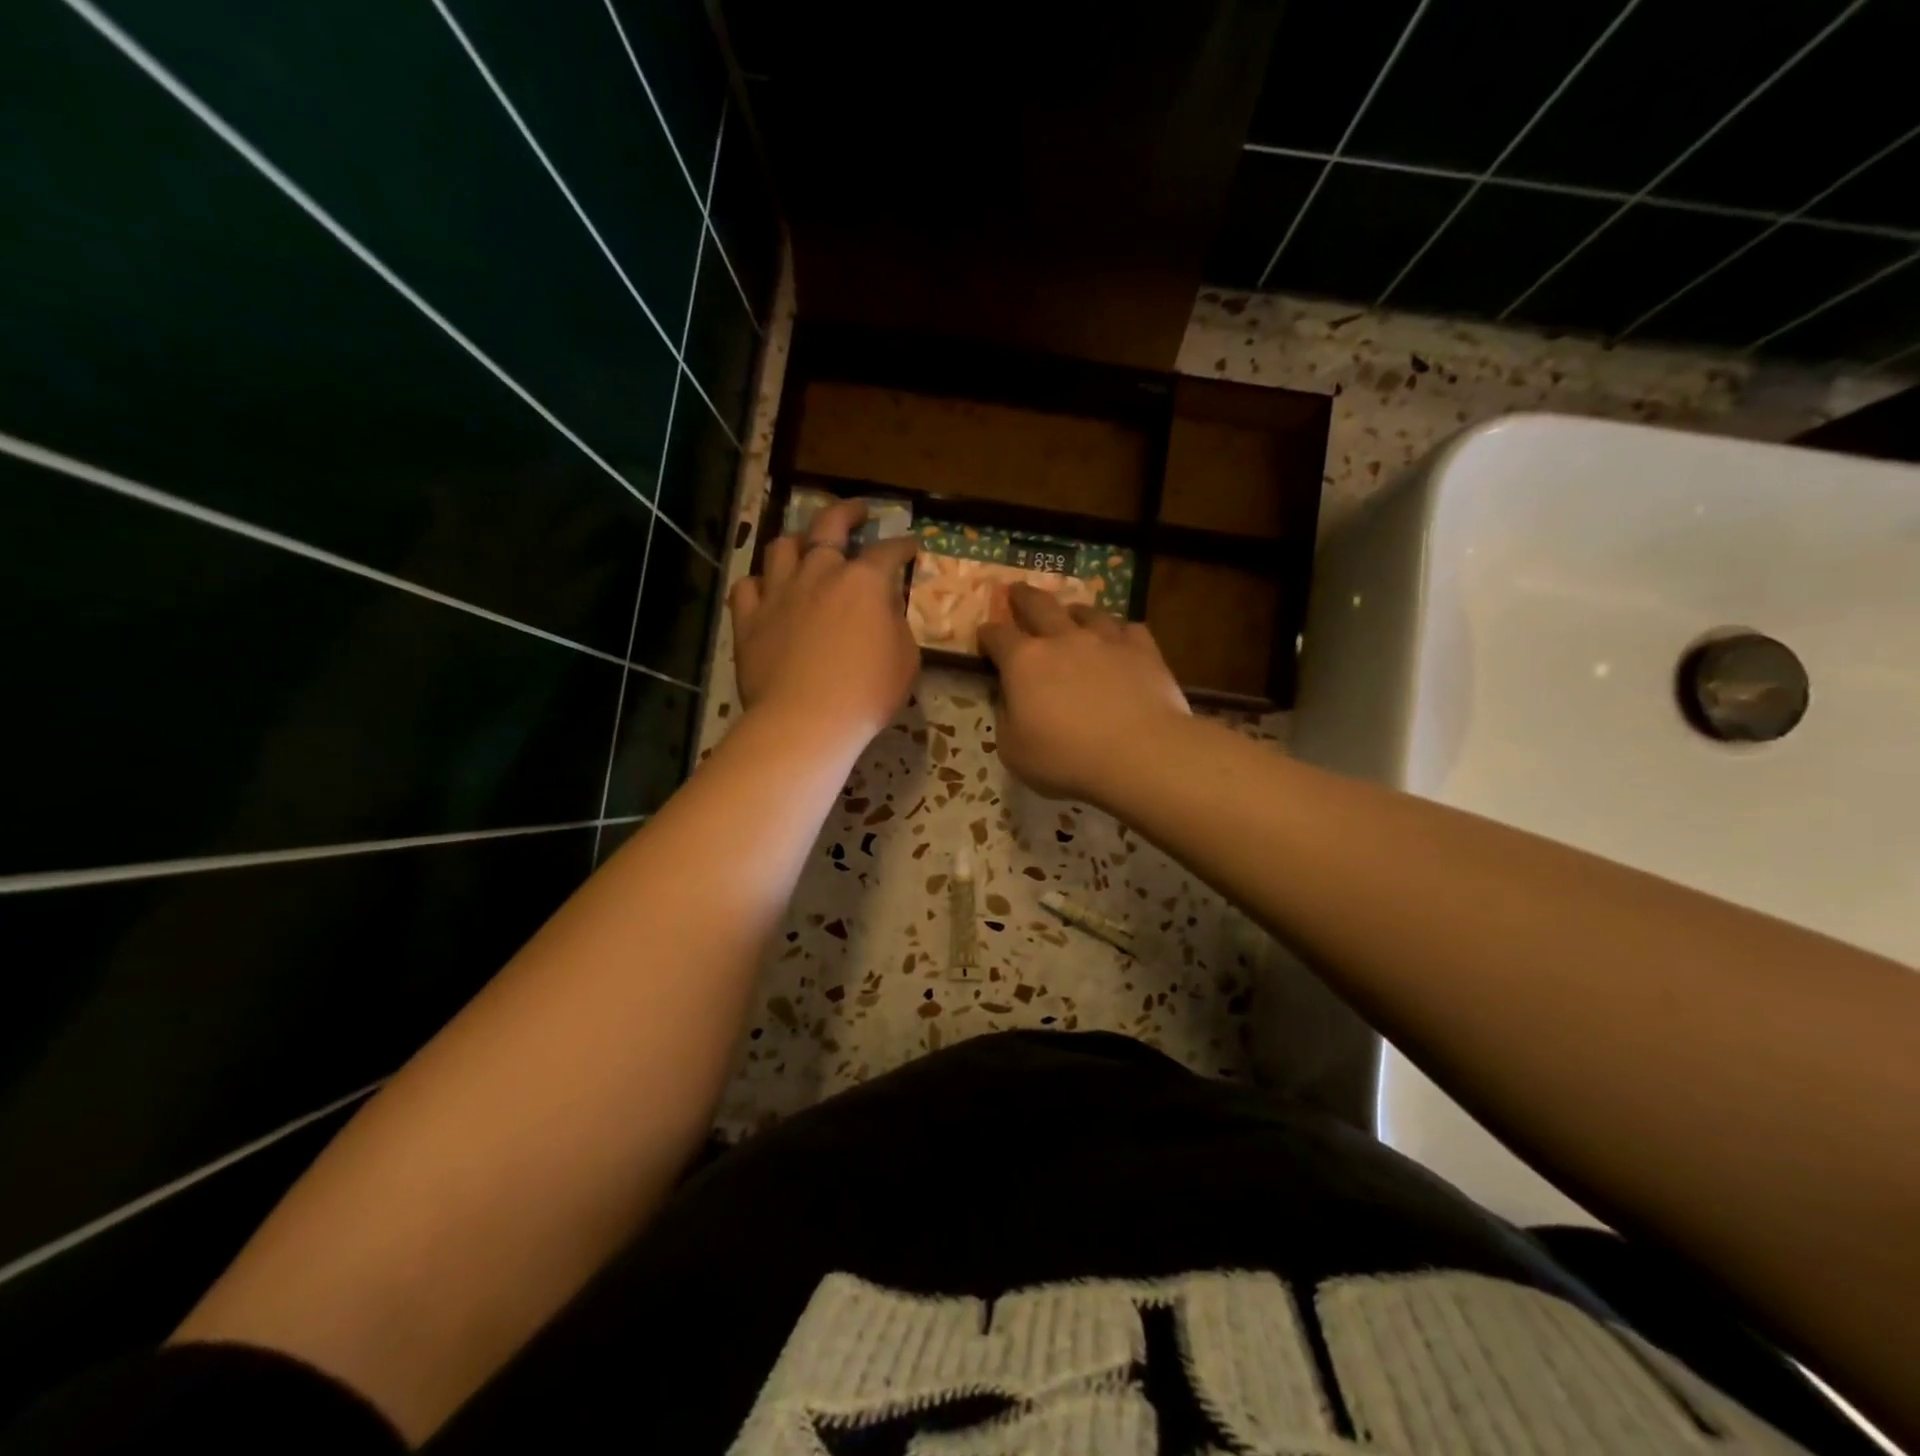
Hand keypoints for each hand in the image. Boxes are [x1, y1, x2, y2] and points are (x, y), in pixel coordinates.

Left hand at [728, 500, 920, 745]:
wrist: (805, 721)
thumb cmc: (866, 693)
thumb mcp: (905, 659)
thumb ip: (897, 624)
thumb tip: (886, 607)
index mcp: (863, 582)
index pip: (888, 551)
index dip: (903, 545)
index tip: (912, 545)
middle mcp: (819, 574)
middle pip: (829, 526)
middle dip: (847, 512)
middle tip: (858, 511)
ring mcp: (779, 593)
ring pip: (782, 547)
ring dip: (798, 541)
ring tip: (805, 546)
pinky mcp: (749, 619)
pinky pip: (748, 586)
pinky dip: (759, 583)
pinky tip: (766, 589)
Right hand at [979, 585, 1189, 803]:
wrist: (1140, 754)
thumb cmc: (1067, 758)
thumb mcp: (1014, 751)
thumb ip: (1006, 719)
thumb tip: (1009, 700)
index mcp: (1023, 662)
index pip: (997, 636)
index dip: (987, 635)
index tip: (984, 637)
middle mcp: (1062, 639)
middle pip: (1038, 605)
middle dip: (1023, 597)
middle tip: (1017, 591)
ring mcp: (1105, 640)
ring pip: (1086, 611)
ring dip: (1073, 611)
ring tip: (1071, 613)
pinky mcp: (1143, 650)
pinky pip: (1128, 628)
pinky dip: (1118, 631)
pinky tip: (1118, 638)